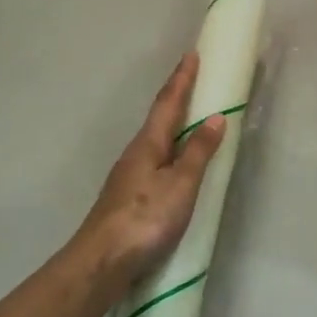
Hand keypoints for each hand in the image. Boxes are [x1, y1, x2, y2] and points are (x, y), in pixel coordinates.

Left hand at [76, 53, 225, 285]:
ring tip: (189, 117)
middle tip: (193, 80)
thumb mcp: (181, 184)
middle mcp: (135, 153)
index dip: (182, 79)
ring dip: (172, 123)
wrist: (101, 261)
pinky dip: (169, 149)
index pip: (168, 103)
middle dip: (176, 97)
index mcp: (148, 144)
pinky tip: (173, 162)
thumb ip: (198, 152)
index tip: (192, 55)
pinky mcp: (127, 197)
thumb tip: (214, 117)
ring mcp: (128, 176)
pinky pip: (154, 160)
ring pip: (155, 139)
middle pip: (158, 118)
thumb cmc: (146, 218)